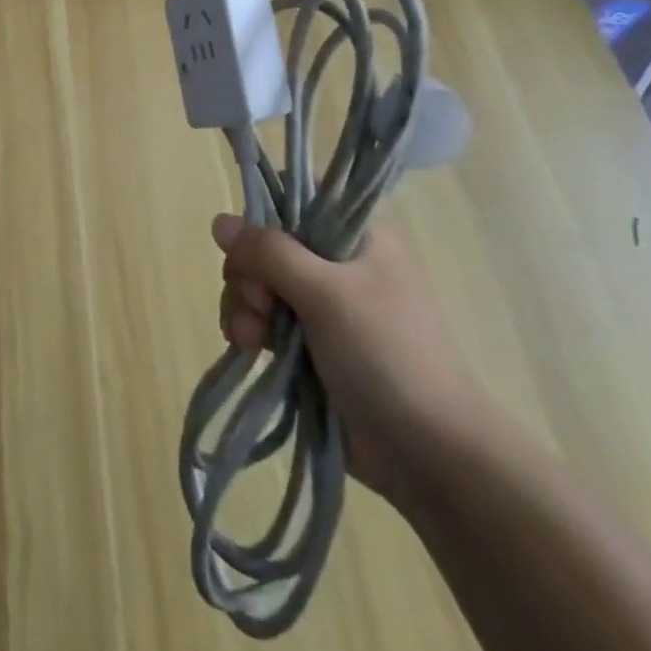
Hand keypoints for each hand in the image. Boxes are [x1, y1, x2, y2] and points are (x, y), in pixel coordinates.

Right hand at [214, 211, 491, 499]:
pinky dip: (250, 329)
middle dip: (250, 272)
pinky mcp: (309, 343)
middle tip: (262, 304)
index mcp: (357, 233)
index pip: (297, 195)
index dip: (266, 214)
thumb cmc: (387, 355)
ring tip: (252, 340)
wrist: (430, 455)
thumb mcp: (327, 293)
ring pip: (260, 282)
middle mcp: (338, 260)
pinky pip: (263, 319)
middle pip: (268, 241)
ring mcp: (323, 304)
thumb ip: (270, 252)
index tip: (254, 247)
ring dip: (245, 305)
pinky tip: (249, 350)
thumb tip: (219, 222)